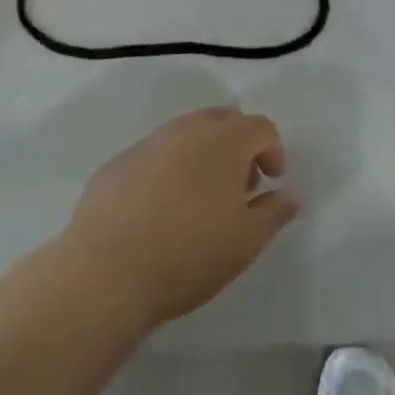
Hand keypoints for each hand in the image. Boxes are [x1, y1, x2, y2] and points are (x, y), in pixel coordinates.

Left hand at [62, 107, 299, 331]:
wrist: (104, 273)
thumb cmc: (188, 254)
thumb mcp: (246, 242)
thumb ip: (275, 212)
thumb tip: (290, 194)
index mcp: (226, 141)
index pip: (261, 128)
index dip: (273, 152)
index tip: (270, 184)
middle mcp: (188, 129)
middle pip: (224, 121)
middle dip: (238, 146)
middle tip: (239, 187)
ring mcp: (149, 143)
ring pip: (186, 134)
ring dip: (202, 155)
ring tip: (199, 200)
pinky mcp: (117, 163)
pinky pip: (154, 155)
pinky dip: (167, 170)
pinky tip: (159, 211)